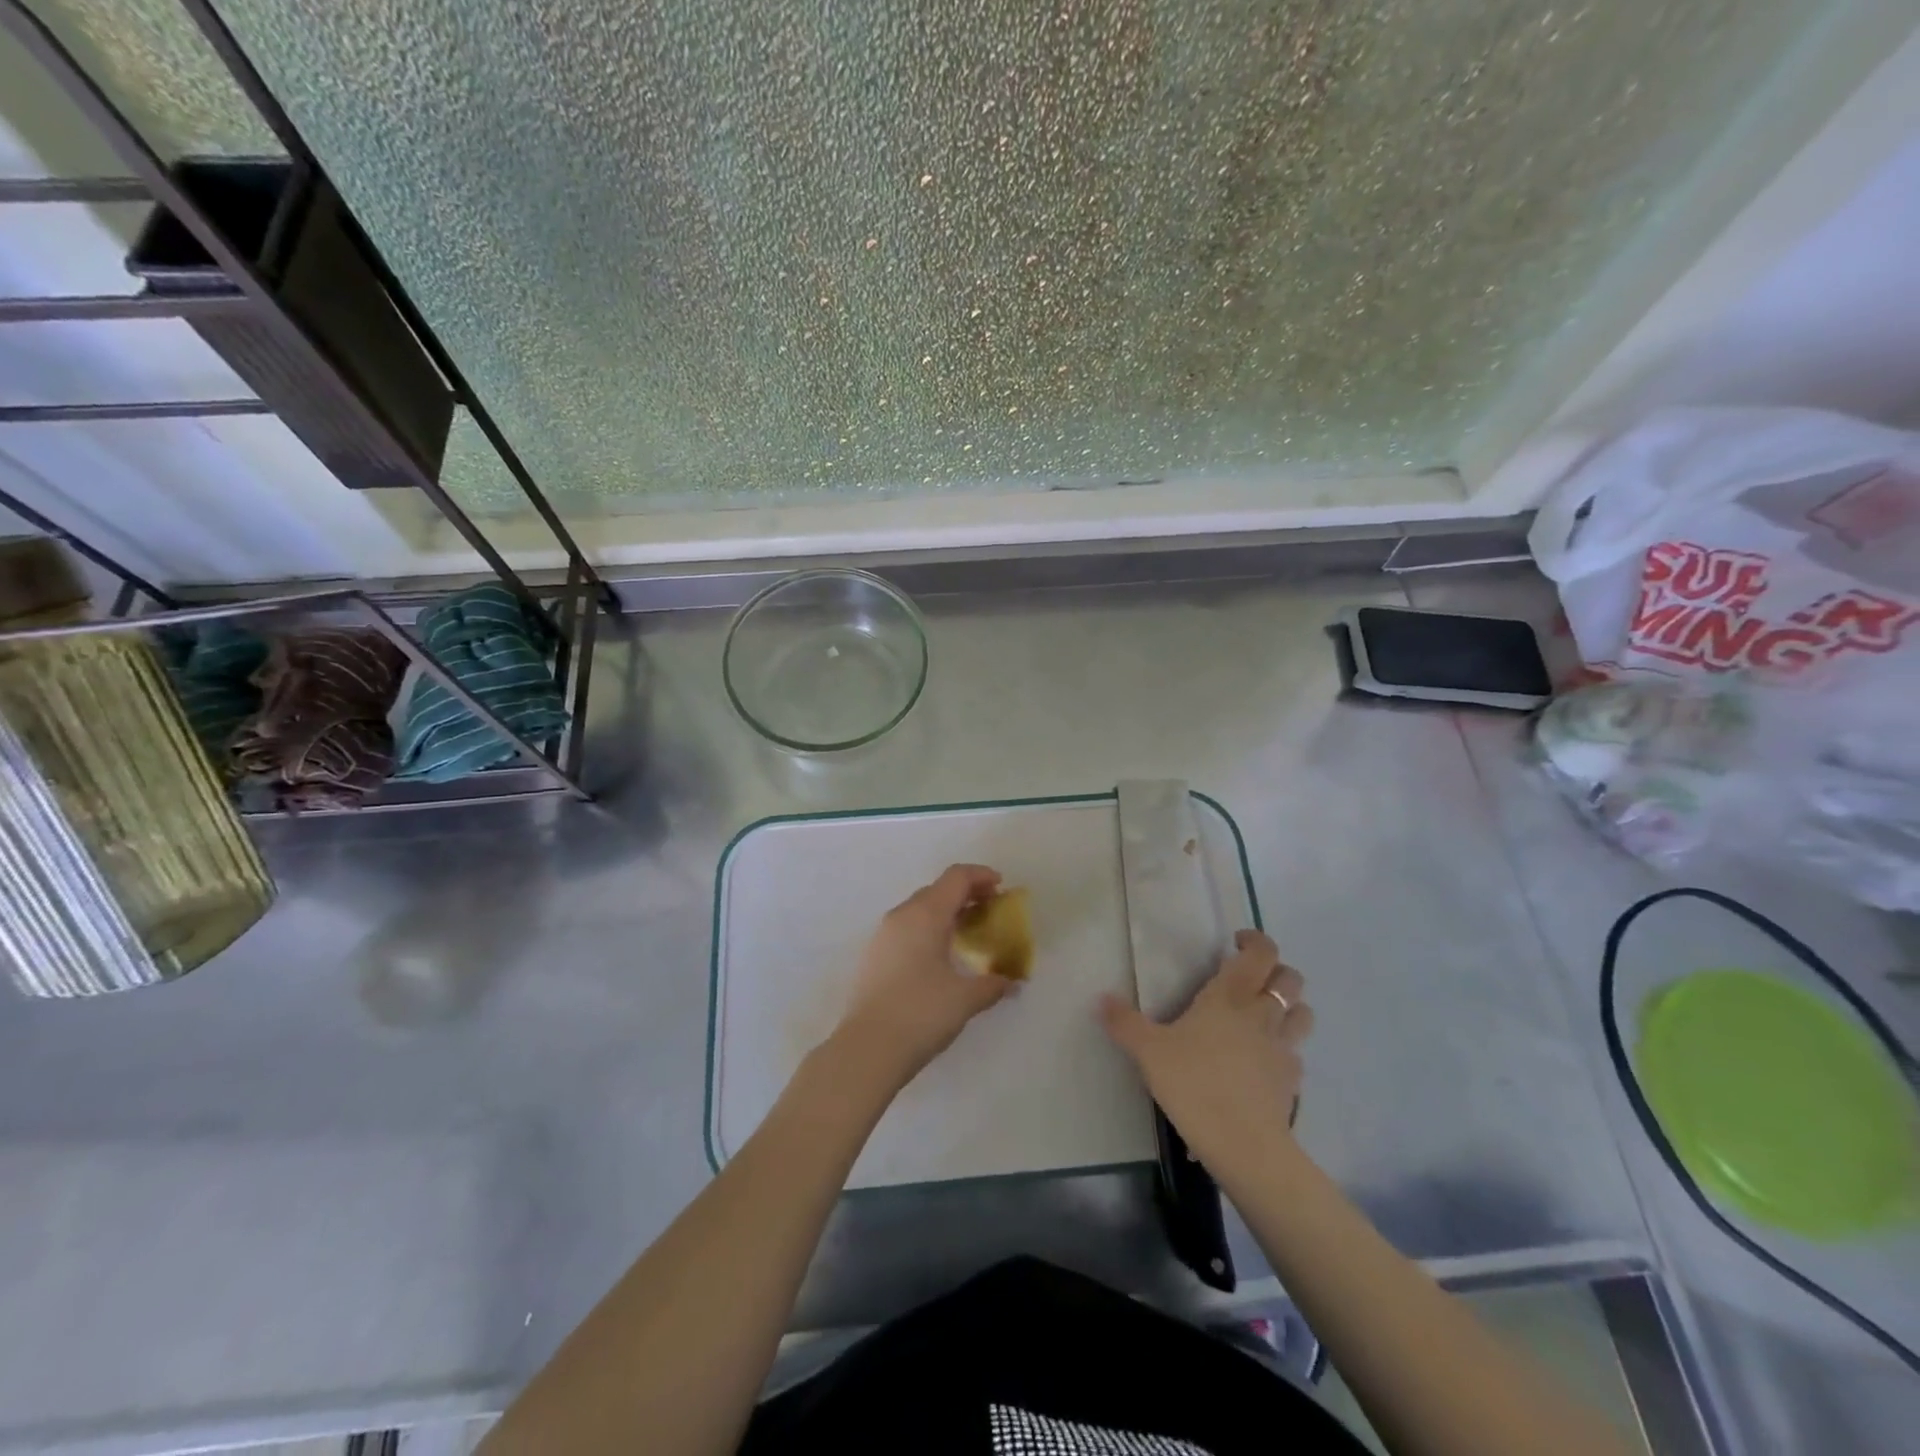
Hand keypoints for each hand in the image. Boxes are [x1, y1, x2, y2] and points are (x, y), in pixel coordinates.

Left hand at [830, 864, 1012, 1093]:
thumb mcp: (965, 999)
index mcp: (926, 914)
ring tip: (968, 931)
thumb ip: (993, 985)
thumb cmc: (921, 1014)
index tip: (1001, 887)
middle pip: (937, 889)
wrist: (867, 1048)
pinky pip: (908, 927)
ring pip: (920, 908)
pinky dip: (929, 928)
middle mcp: (902, 915)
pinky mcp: (875, 955)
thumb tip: (1011, 982)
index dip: (981, 876)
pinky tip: (941, 954)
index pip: (956, 878)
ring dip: (946, 911)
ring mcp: (884, 934)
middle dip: (966, 893)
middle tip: (990, 909)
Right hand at [1099, 929, 1311, 1164]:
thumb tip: (1100, 998)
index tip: (1236, 943)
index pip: (1260, 953)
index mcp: (1229, 996)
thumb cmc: (1194, 1084)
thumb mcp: (1148, 1051)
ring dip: (1290, 1005)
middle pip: (1290, 978)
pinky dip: (1285, 1048)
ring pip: (1303, 1012)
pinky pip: (1296, 1052)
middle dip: (1276, 970)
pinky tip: (1265, 1060)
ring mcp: (1283, 1047)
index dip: (1255, 941)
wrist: (1243, 1145)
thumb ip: (1124, 1022)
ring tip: (1266, 1013)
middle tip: (1250, 978)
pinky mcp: (1293, 1080)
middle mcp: (1262, 1013)